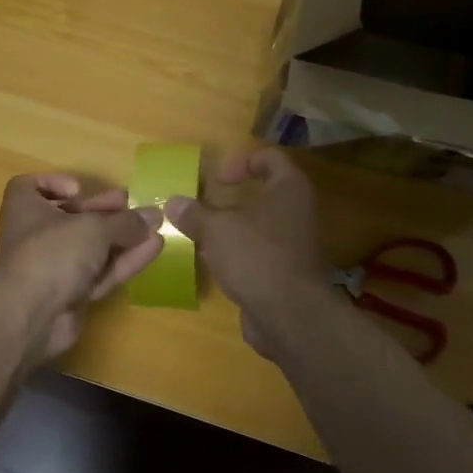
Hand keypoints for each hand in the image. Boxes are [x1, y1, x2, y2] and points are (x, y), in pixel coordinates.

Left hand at [0, 174, 162, 363]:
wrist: (31, 316)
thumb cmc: (52, 253)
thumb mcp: (94, 228)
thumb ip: (125, 222)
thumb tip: (153, 215)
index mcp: (25, 208)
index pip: (30, 187)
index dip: (55, 184)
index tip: (80, 190)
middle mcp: (34, 236)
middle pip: (70, 217)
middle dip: (102, 211)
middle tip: (130, 204)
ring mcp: (52, 268)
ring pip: (89, 248)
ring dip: (120, 237)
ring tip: (154, 225)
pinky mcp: (69, 294)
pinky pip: (98, 272)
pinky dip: (123, 260)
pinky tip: (153, 248)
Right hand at [163, 148, 333, 364]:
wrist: (290, 314)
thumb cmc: (256, 256)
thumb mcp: (216, 229)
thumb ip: (194, 213)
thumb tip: (173, 202)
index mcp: (289, 188)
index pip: (271, 158)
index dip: (243, 162)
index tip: (218, 179)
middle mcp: (299, 211)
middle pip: (266, 193)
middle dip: (233, 199)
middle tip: (206, 206)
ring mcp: (297, 243)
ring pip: (262, 225)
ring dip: (234, 228)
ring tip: (204, 236)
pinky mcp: (289, 272)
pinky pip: (262, 252)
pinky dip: (240, 253)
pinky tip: (215, 263)